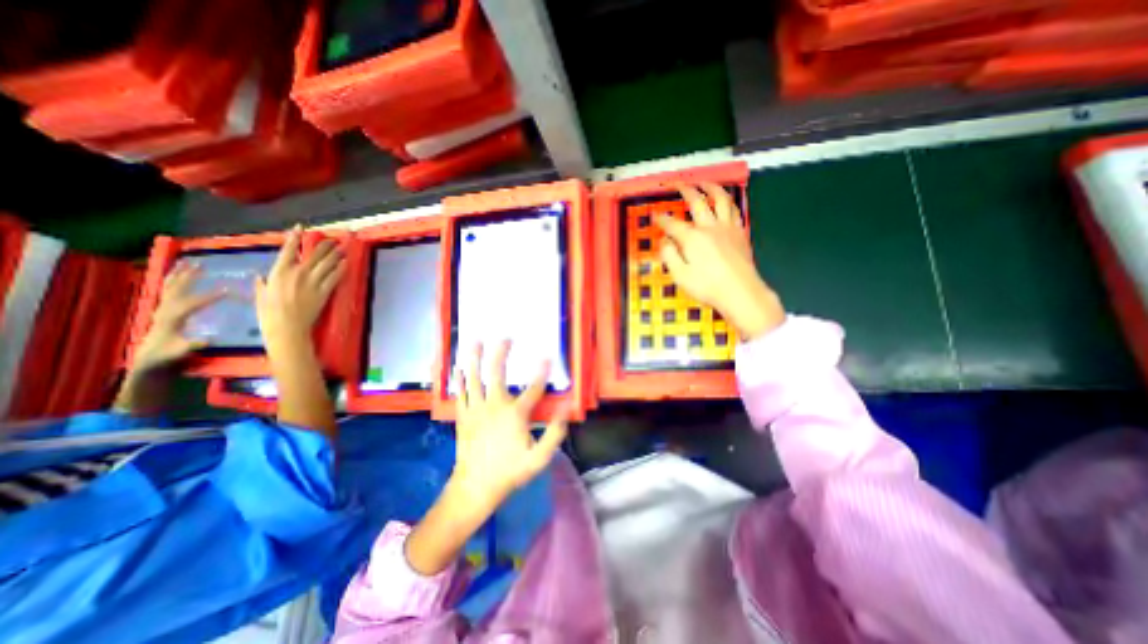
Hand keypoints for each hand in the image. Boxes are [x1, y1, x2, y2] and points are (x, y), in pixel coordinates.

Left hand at [131, 259, 220, 371]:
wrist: (150, 358)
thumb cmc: (169, 355)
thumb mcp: (180, 352)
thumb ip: (190, 346)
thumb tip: (207, 340)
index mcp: (172, 319)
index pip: (192, 304)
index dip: (209, 297)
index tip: (227, 290)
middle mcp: (165, 310)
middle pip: (177, 290)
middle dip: (189, 277)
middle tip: (202, 265)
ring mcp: (162, 308)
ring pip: (170, 287)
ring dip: (180, 274)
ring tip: (189, 262)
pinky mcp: (164, 309)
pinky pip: (168, 290)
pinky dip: (173, 279)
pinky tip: (180, 272)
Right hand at [256, 227, 347, 346]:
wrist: (287, 327)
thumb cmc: (269, 313)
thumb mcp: (260, 296)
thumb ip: (262, 284)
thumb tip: (260, 277)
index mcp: (278, 272)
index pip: (288, 250)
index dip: (294, 237)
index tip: (301, 227)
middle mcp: (297, 274)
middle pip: (314, 255)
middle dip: (325, 246)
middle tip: (333, 240)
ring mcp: (312, 282)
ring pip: (327, 264)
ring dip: (336, 255)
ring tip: (343, 248)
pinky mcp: (324, 291)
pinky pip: (335, 277)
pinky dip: (341, 269)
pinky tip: (346, 263)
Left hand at [454, 338, 569, 510]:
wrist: (475, 487)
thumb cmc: (509, 472)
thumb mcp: (539, 458)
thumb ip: (554, 434)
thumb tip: (564, 411)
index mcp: (514, 414)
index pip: (533, 389)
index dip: (542, 372)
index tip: (547, 357)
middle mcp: (494, 406)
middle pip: (497, 373)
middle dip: (501, 353)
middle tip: (505, 338)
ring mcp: (475, 409)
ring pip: (474, 378)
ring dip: (475, 358)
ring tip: (476, 341)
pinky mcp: (463, 416)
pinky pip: (460, 392)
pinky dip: (459, 378)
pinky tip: (458, 366)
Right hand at [659, 181, 783, 341]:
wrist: (740, 292)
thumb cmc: (707, 286)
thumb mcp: (680, 275)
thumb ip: (669, 255)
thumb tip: (665, 240)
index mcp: (692, 238)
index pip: (672, 224)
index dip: (662, 219)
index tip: (655, 215)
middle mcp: (710, 227)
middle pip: (697, 201)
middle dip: (685, 190)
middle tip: (677, 184)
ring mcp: (728, 228)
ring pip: (721, 199)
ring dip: (711, 187)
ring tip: (704, 183)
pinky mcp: (740, 233)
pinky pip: (734, 210)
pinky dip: (728, 202)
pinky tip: (725, 202)